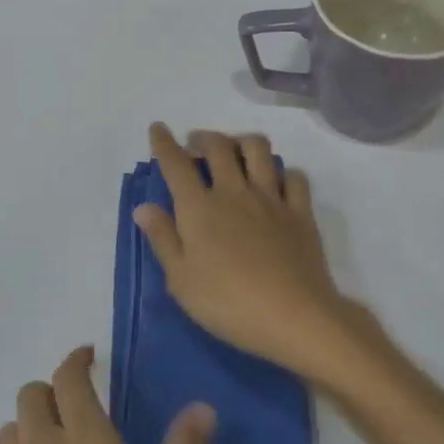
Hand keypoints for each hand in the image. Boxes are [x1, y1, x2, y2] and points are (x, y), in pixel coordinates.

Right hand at [133, 123, 380, 387]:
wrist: (292, 315)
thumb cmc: (227, 303)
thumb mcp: (181, 279)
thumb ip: (163, 238)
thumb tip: (143, 207)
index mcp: (199, 208)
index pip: (176, 165)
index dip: (164, 143)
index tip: (158, 128)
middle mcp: (234, 192)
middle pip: (218, 147)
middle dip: (203, 137)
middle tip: (195, 143)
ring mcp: (271, 198)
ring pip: (258, 150)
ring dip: (242, 141)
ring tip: (234, 150)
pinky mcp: (300, 212)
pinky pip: (294, 177)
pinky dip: (283, 171)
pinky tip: (276, 181)